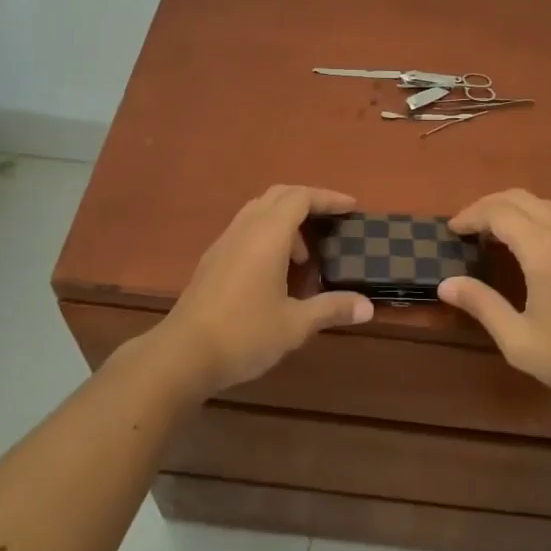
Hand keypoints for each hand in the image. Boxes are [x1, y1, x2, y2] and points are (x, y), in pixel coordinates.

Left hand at [153, 185, 372, 397]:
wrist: (182, 354)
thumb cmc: (244, 334)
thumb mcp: (295, 324)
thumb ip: (331, 308)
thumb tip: (367, 306)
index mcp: (268, 234)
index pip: (301, 197)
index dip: (328, 198)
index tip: (351, 206)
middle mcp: (245, 228)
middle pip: (279, 195)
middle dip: (308, 202)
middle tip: (331, 222)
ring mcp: (224, 242)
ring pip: (259, 210)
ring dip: (286, 220)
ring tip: (303, 257)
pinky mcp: (212, 259)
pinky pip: (245, 228)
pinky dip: (267, 234)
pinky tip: (274, 271)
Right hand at [439, 189, 550, 410]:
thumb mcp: (520, 341)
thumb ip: (482, 306)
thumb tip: (446, 284)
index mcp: (543, 250)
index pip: (498, 212)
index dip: (471, 215)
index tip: (451, 230)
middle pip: (520, 198)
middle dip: (488, 205)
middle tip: (466, 227)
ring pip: (542, 205)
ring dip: (512, 209)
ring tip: (492, 234)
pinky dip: (534, 218)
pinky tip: (529, 247)